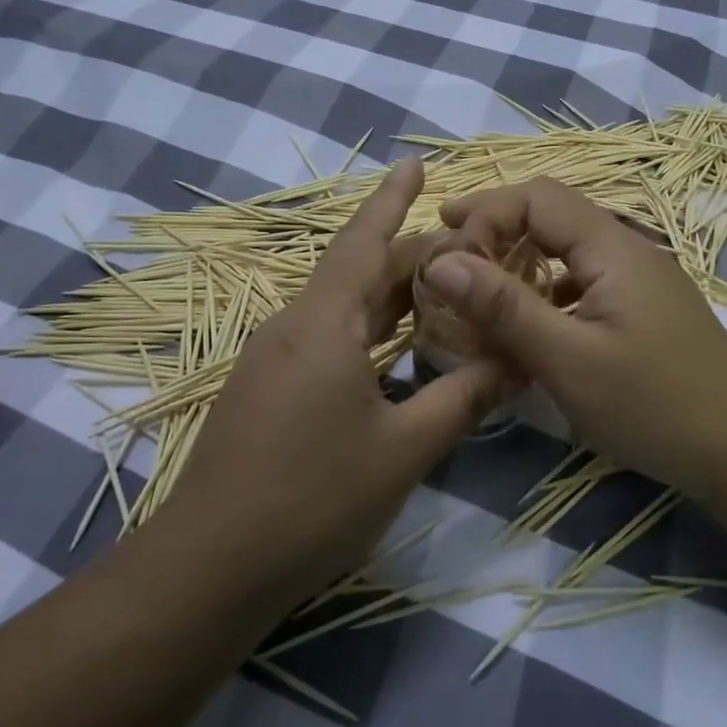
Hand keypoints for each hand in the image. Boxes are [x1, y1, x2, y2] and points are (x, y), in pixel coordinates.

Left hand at [162, 159, 504, 608]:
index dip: (392, 199)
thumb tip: (516, 361)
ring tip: (439, 289)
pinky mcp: (265, 388)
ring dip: (387, 294)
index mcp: (323, 323)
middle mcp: (292, 326)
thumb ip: (462, 399)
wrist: (211, 564)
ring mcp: (272, 358)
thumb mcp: (403, 450)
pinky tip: (391, 349)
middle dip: (409, 257)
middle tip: (465, 251)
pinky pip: (323, 336)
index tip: (416, 162)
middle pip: (356, 272)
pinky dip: (365, 328)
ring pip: (340, 307)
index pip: (364, 241)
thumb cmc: (313, 498)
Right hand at [427, 178, 726, 504]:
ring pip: (566, 247)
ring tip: (476, 287)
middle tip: (447, 255)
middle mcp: (627, 248)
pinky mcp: (642, 307)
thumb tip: (440, 261)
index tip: (445, 253)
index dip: (485, 213)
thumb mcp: (568, 360)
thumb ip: (504, 307)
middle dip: (495, 227)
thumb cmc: (654, 405)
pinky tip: (528, 324)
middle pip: (551, 213)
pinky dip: (545, 289)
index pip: (536, 197)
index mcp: (612, 247)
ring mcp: (639, 279)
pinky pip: (583, 279)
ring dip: (519, 258)